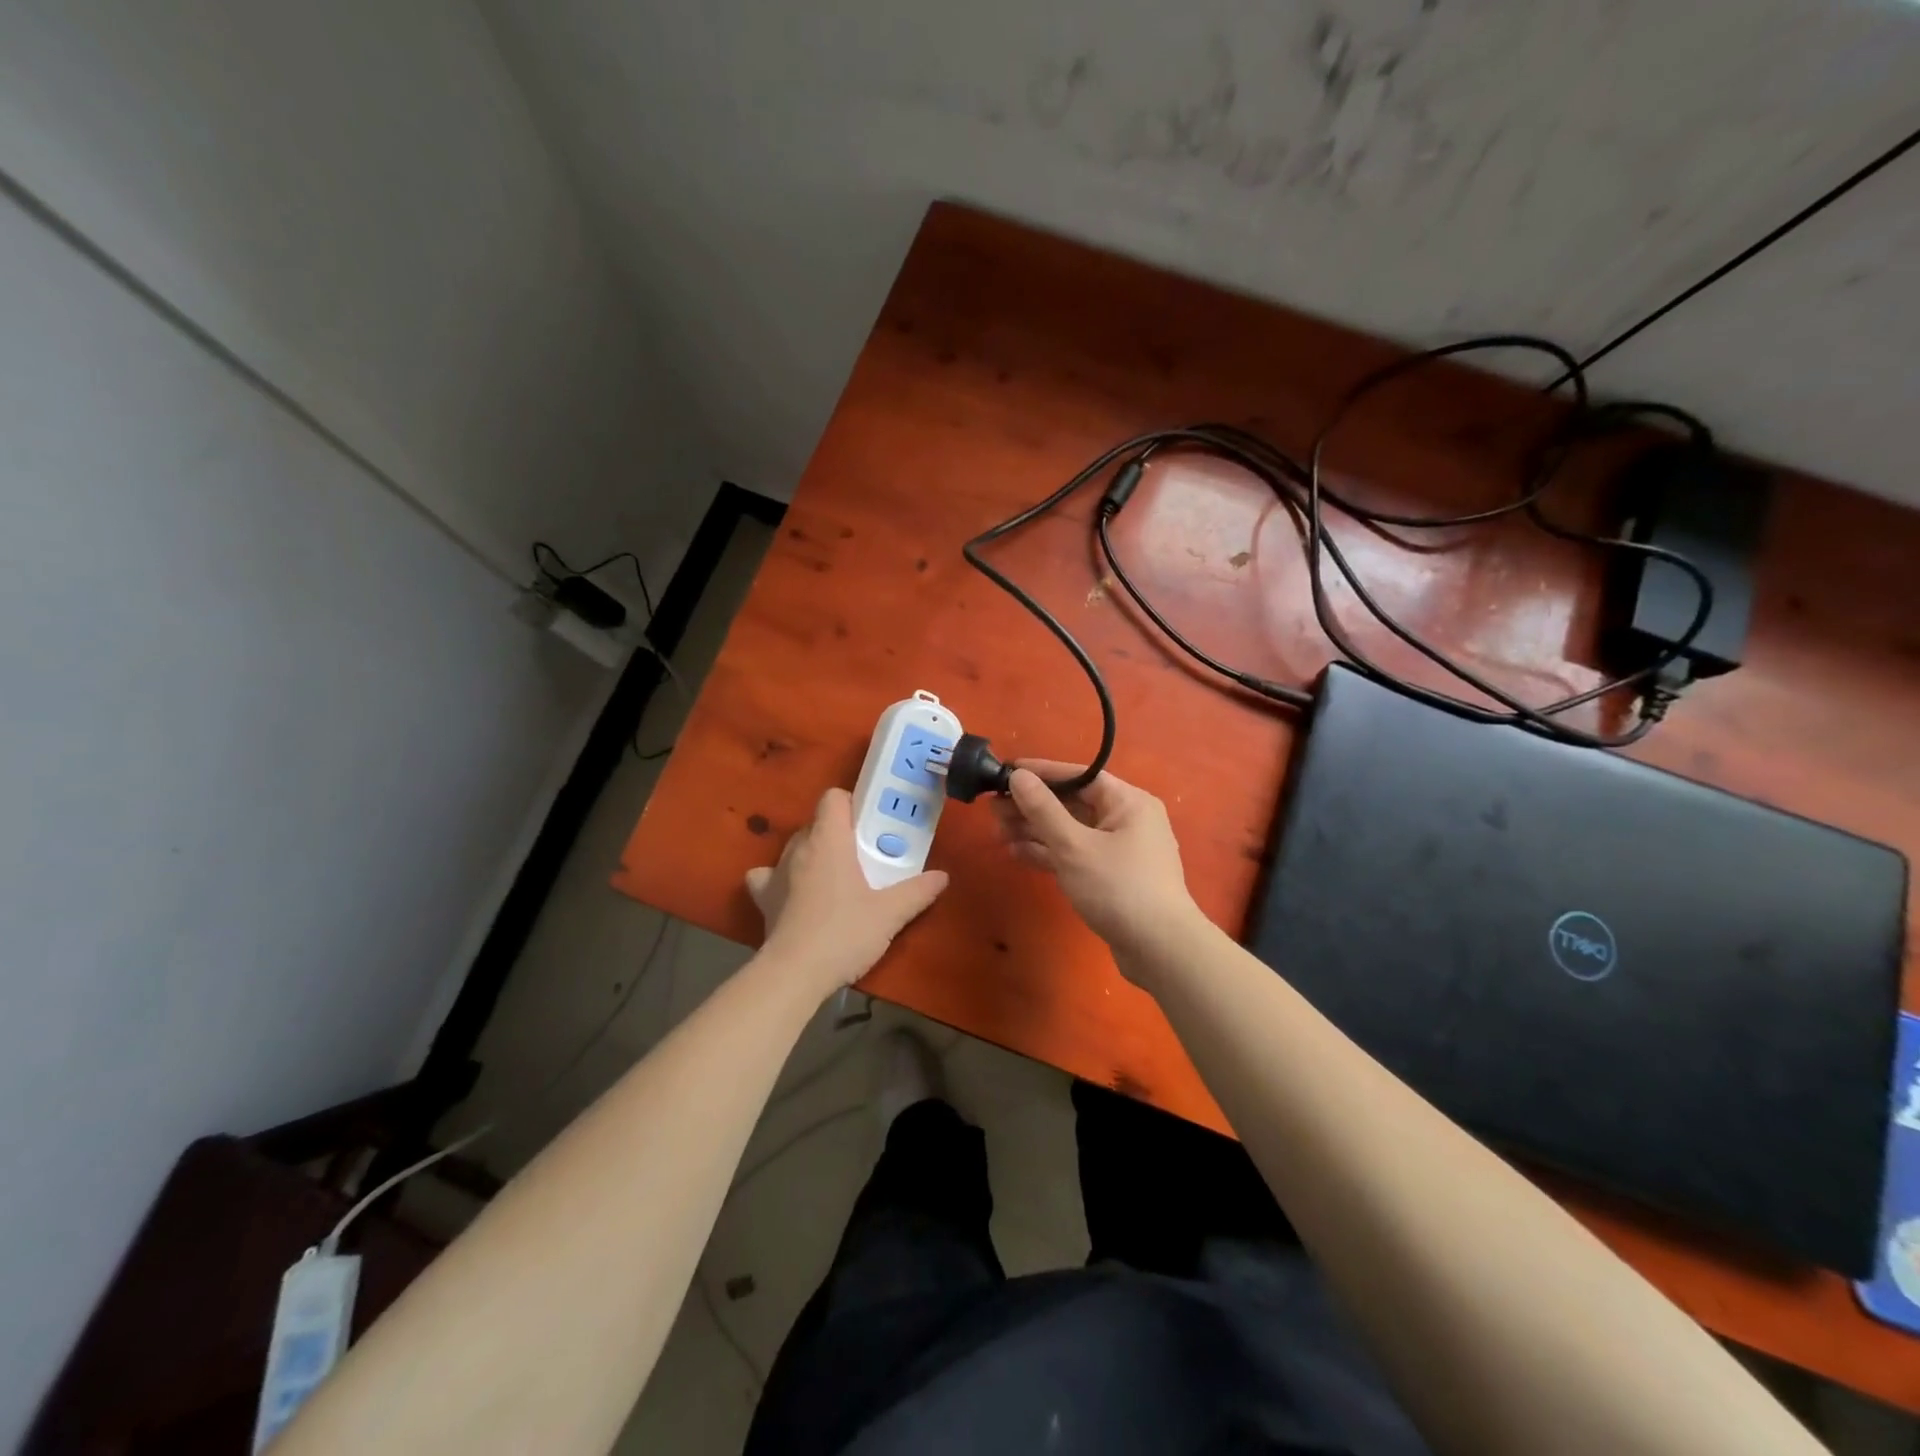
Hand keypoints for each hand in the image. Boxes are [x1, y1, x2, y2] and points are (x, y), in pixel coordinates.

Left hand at [745, 787, 948, 995]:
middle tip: (864, 856)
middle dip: (839, 833)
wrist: (794, 974)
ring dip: (813, 854)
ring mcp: (775, 872)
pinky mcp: (763, 898)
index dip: (851, 805)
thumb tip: (942, 877)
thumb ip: (917, 891)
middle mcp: (798, 847)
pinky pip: (767, 875)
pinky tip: (795, 893)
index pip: (832, 798)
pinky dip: (781, 878)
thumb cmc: (843, 933)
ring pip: (795, 847)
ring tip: (834, 877)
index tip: (870, 825)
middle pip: (817, 823)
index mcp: (828, 840)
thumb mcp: (890, 914)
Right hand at [992, 761, 1202, 966]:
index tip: (1006, 771)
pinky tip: (1016, 852)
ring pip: (1071, 831)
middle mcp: (1127, 820)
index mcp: (1128, 802)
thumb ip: (1043, 810)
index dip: (1041, 773)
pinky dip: (1049, 853)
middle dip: (1032, 807)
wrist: (1160, 950)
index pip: (1078, 776)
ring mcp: (1120, 851)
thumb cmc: (1118, 888)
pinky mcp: (1111, 877)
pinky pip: (1075, 855)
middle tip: (993, 809)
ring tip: (997, 832)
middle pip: (1072, 804)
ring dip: (1035, 831)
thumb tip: (1018, 776)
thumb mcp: (1074, 846)